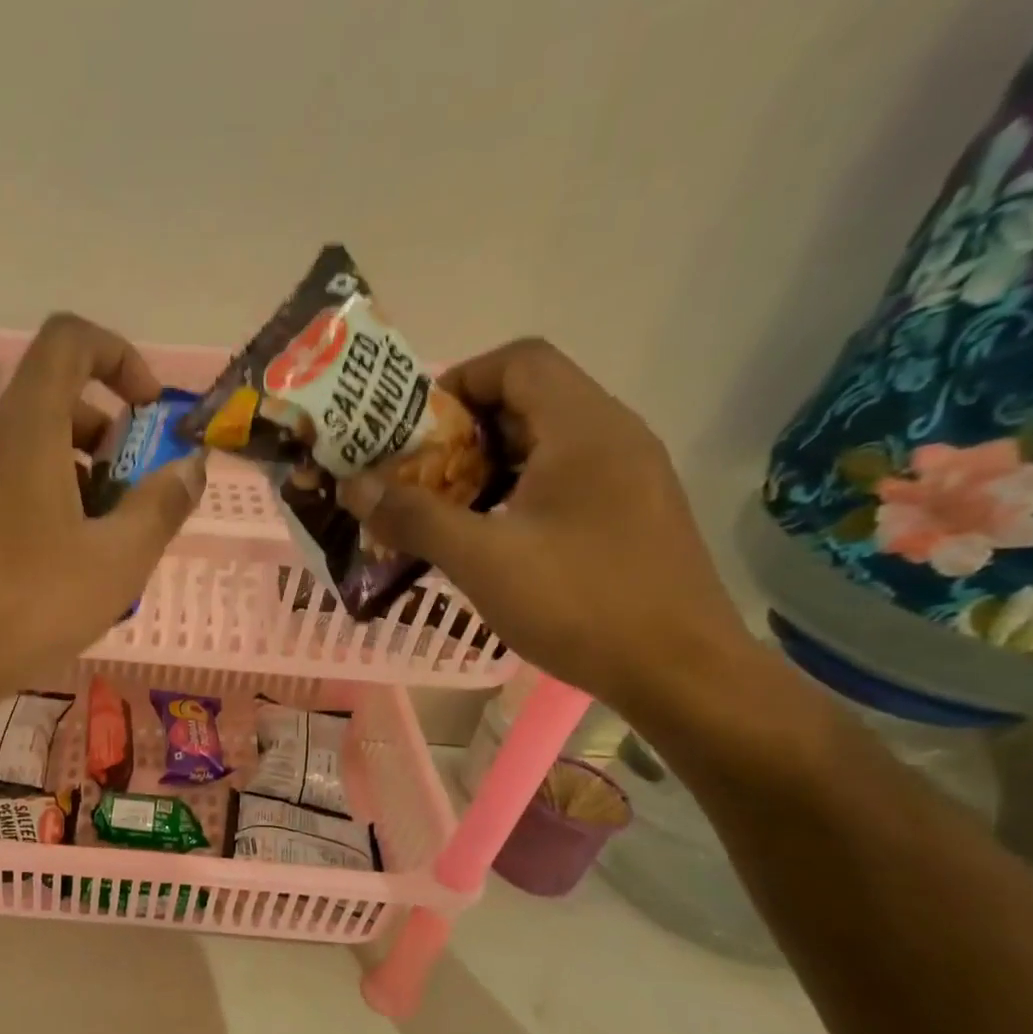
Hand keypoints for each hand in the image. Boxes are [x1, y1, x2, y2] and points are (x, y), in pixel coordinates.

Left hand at [0, 313, 206, 736]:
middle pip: (52, 401)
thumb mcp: (116, 562)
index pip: (70, 340)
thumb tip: (190, 467)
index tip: (149, 411)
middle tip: (133, 500)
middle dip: (107, 436)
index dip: (119, 356)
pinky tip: (53, 571)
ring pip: (27, 450)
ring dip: (76, 477)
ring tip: (100, 547)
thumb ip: (162, 506)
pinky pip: (0, 487)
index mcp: (24, 427)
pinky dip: (40, 503)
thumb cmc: (26, 606)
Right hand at [339, 338, 750, 712]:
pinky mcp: (627, 515)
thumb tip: (353, 486)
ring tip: (437, 509)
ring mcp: (626, 477)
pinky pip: (560, 482)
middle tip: (411, 474)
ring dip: (483, 468)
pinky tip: (484, 540)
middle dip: (460, 432)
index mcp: (584, 428)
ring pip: (542, 446)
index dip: (458, 381)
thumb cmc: (579, 603)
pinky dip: (512, 495)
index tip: (411, 429)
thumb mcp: (482, 559)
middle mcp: (612, 437)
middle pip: (527, 401)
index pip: (518, 362)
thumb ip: (414, 517)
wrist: (679, 671)